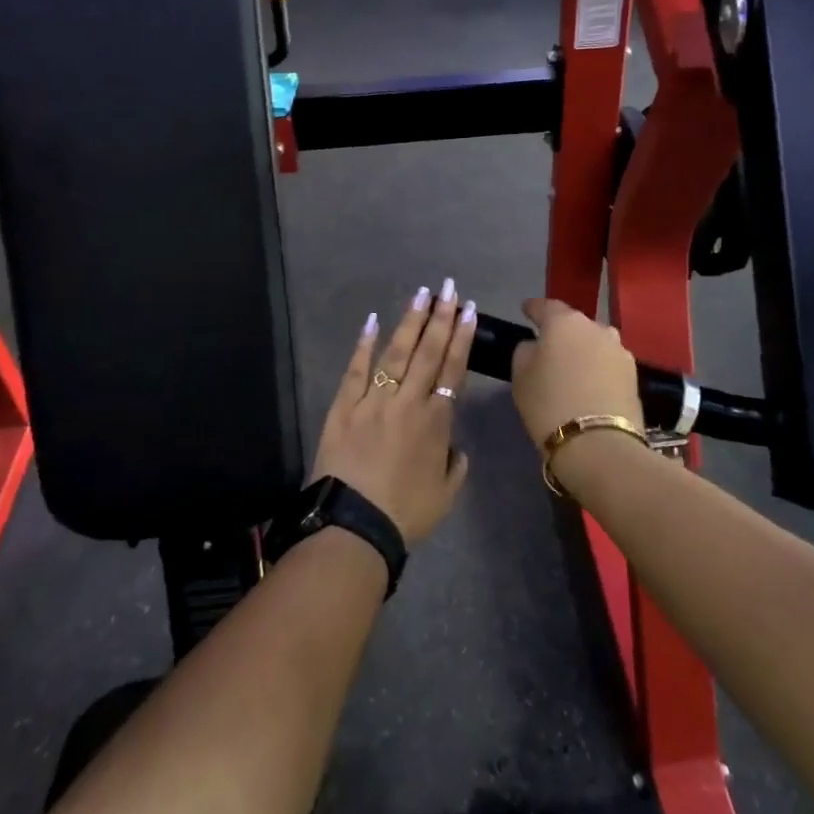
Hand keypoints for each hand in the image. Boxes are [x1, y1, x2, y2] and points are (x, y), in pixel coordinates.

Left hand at [310, 280, 476, 546]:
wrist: (354, 526)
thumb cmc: (405, 514)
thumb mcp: (446, 494)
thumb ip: (455, 464)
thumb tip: (455, 446)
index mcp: (436, 420)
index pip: (453, 368)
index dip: (462, 337)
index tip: (469, 309)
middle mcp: (408, 401)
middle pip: (428, 351)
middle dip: (441, 316)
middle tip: (449, 287)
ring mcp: (374, 400)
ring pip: (396, 352)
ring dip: (410, 321)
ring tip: (421, 293)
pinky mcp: (344, 406)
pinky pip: (356, 369)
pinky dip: (364, 344)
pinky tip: (372, 320)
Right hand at [509, 298, 642, 451]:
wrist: (599, 445)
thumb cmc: (549, 404)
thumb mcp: (520, 376)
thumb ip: (525, 351)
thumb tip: (536, 346)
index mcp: (564, 321)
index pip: (545, 306)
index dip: (533, 309)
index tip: (525, 311)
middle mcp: (596, 327)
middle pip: (574, 323)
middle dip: (561, 331)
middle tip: (549, 347)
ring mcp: (619, 350)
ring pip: (595, 342)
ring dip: (583, 349)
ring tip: (573, 367)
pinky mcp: (635, 375)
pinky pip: (608, 363)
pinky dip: (598, 368)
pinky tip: (590, 383)